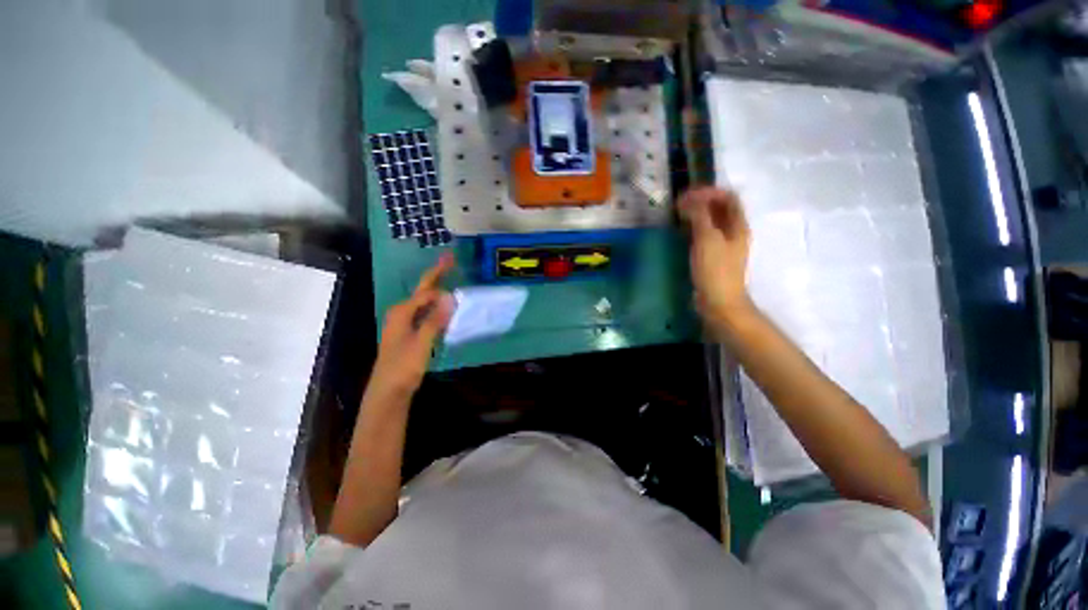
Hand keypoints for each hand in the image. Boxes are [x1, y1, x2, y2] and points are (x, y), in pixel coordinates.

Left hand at [368, 254, 455, 400]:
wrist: (388, 391)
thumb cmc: (403, 367)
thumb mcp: (421, 343)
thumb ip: (435, 320)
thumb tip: (449, 296)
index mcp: (401, 312)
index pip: (426, 292)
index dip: (442, 285)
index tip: (459, 282)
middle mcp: (401, 313)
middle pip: (422, 290)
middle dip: (436, 274)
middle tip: (449, 258)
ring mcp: (403, 323)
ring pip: (423, 301)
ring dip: (436, 288)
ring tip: (447, 275)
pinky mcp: (409, 332)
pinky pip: (424, 312)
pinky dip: (435, 305)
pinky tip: (444, 306)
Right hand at [679, 187, 752, 328]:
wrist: (719, 301)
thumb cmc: (715, 269)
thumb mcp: (707, 239)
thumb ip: (700, 216)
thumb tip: (690, 199)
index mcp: (738, 225)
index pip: (728, 197)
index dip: (709, 192)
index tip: (688, 195)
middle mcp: (734, 232)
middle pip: (721, 208)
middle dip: (702, 201)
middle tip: (680, 204)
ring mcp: (724, 245)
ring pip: (712, 222)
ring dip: (697, 214)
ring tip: (679, 215)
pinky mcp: (714, 256)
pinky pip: (705, 235)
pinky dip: (695, 228)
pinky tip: (683, 232)